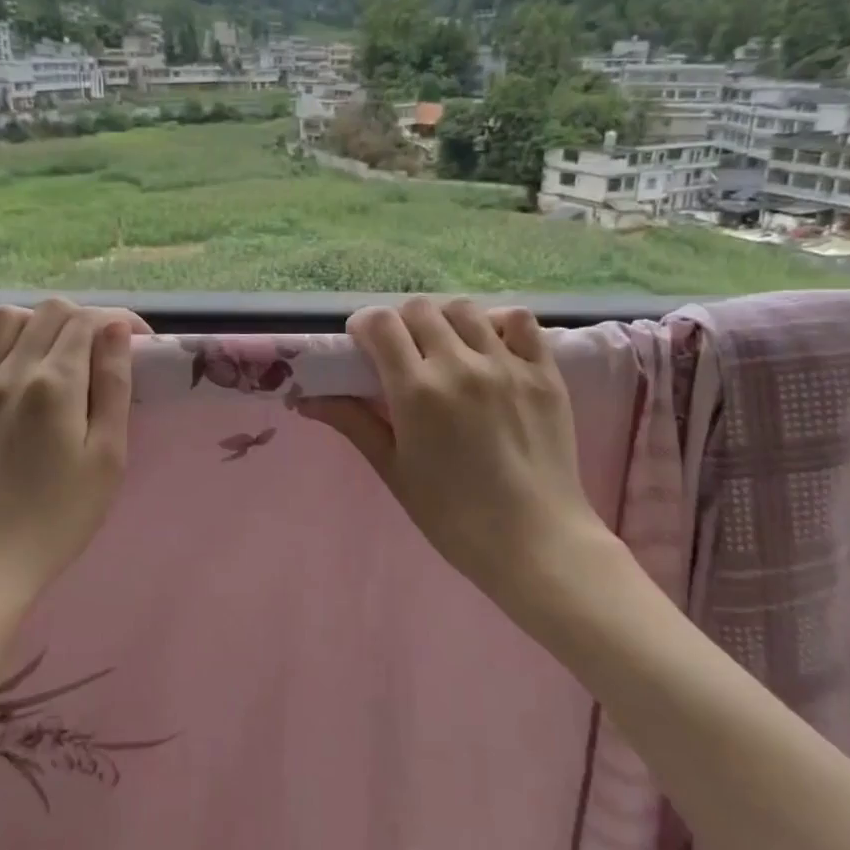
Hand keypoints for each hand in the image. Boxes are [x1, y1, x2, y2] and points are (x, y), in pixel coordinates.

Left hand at [0, 299, 149, 619]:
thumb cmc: (59, 518)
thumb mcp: (107, 457)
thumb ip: (113, 387)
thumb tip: (116, 330)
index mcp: (55, 384)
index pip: (89, 321)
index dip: (120, 322)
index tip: (139, 342)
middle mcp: (9, 371)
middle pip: (50, 311)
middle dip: (84, 320)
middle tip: (101, 353)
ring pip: (2, 317)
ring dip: (35, 322)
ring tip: (51, 352)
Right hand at [302, 298, 618, 606]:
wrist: (534, 541)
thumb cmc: (452, 516)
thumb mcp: (393, 470)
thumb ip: (353, 423)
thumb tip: (306, 400)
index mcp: (417, 391)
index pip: (380, 323)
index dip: (364, 325)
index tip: (363, 344)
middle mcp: (460, 365)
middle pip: (419, 308)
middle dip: (401, 323)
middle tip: (403, 353)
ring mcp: (506, 364)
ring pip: (464, 308)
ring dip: (444, 320)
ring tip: (446, 348)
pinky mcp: (543, 371)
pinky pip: (520, 320)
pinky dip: (499, 322)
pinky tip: (491, 345)